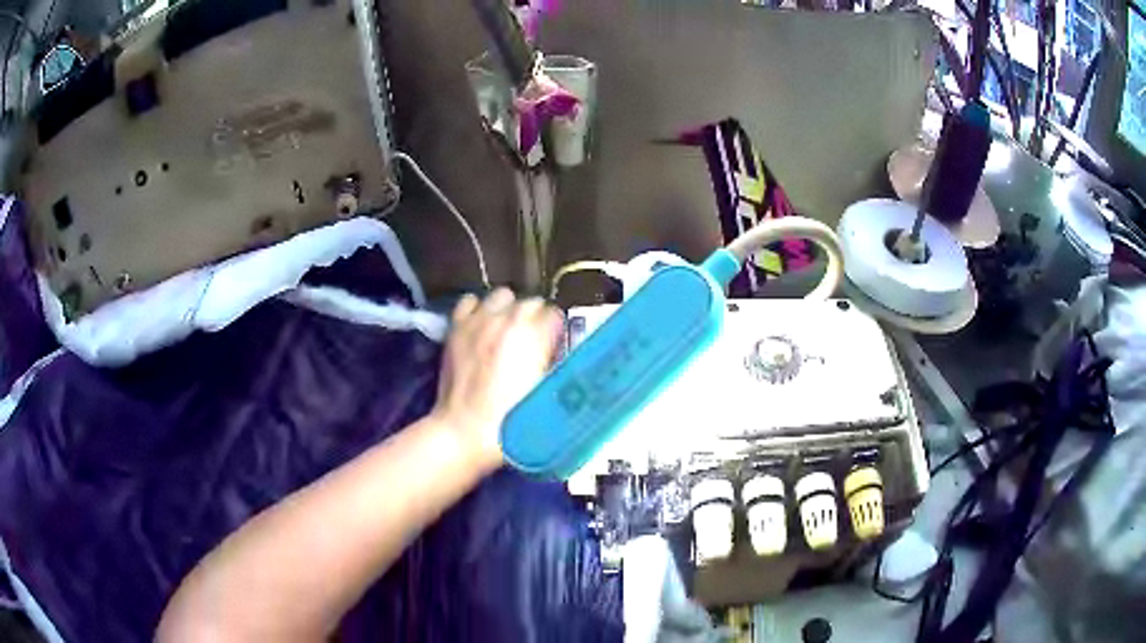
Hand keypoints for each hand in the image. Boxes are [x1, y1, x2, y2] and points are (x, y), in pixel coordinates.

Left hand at [432, 288, 563, 470]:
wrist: (464, 431)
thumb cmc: (512, 422)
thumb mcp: (548, 396)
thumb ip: (559, 366)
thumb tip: (561, 353)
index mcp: (533, 335)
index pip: (554, 314)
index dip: (556, 333)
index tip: (554, 349)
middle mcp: (506, 319)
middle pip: (531, 302)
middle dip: (535, 320)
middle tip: (532, 345)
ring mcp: (478, 321)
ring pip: (502, 295)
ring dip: (508, 310)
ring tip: (507, 332)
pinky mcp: (456, 328)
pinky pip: (470, 302)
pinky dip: (478, 310)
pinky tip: (481, 328)